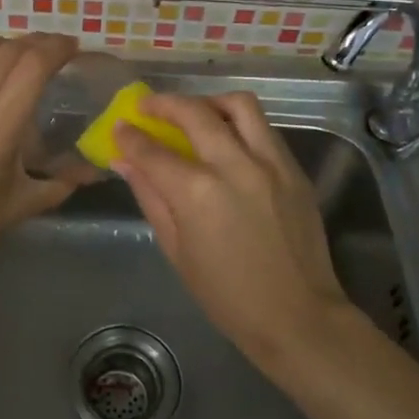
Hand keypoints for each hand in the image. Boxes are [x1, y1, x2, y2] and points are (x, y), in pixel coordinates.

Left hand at [0, 33, 79, 264]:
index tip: (74, 46)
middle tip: (56, 48)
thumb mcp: (22, 205)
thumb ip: (61, 183)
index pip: (33, 66)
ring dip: (5, 44)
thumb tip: (91, 173)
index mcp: (0, 125)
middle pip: (8, 51)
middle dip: (37, 42)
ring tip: (22, 51)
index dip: (56, 49)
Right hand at [113, 91, 353, 362]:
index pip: (153, 150)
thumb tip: (124, 161)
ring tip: (195, 112)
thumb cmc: (227, 295)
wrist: (297, 316)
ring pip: (239, 105)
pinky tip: (228, 140)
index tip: (120, 126)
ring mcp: (271, 163)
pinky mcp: (294, 169)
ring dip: (210, 102)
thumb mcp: (177, 250)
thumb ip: (151, 197)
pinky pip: (264, 129)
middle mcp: (234, 165)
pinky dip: (240, 124)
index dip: (131, 135)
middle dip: (165, 104)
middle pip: (195, 112)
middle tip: (148, 107)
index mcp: (198, 193)